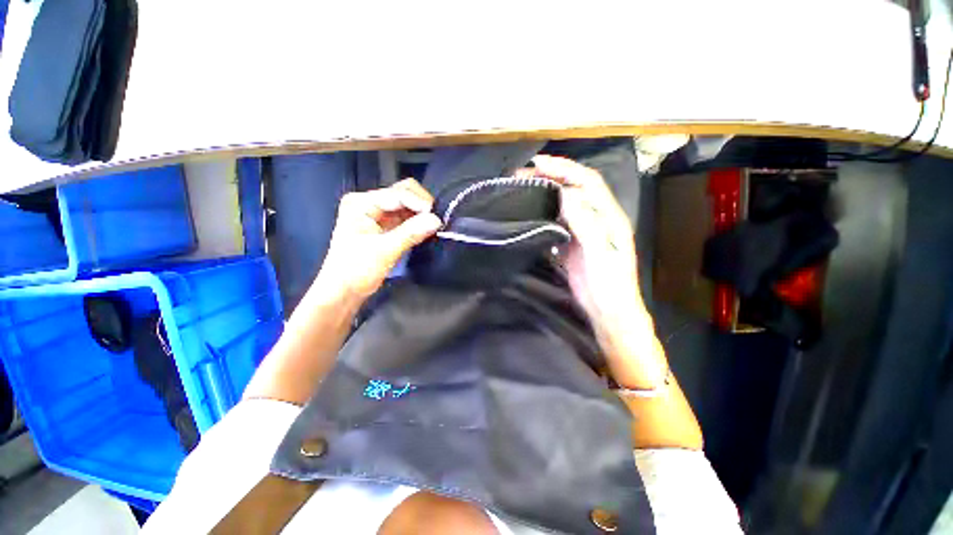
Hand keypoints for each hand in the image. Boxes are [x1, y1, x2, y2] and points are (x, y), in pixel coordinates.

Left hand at [318, 179, 441, 299]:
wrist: (344, 291)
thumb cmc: (355, 270)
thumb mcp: (384, 251)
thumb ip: (411, 233)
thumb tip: (436, 220)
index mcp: (361, 203)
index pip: (397, 194)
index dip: (419, 203)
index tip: (436, 217)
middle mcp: (369, 203)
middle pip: (403, 193)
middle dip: (421, 205)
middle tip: (435, 220)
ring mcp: (378, 214)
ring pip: (408, 205)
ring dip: (422, 214)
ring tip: (434, 225)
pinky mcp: (387, 226)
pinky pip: (407, 218)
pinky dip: (418, 222)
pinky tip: (427, 229)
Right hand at [526, 156, 652, 356]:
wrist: (608, 313)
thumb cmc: (609, 286)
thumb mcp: (600, 254)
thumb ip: (585, 223)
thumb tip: (566, 194)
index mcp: (609, 217)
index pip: (587, 182)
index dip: (565, 168)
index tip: (539, 163)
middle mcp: (597, 219)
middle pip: (574, 190)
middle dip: (551, 177)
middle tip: (524, 174)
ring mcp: (583, 232)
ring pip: (563, 205)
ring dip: (545, 194)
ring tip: (523, 189)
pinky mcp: (571, 245)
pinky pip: (557, 223)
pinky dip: (544, 214)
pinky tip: (530, 213)